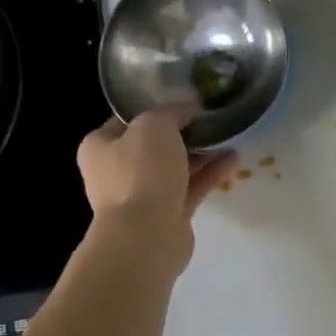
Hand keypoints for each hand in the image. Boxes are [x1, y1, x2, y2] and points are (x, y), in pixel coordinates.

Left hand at [76, 111, 236, 273]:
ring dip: (202, 153)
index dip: (158, 107)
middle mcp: (117, 170)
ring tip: (230, 136)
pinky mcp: (168, 213)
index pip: (129, 119)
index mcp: (101, 145)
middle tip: (212, 118)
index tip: (187, 100)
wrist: (146, 235)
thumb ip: (173, 111)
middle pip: (155, 144)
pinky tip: (234, 160)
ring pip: (177, 166)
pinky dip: (211, 173)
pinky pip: (192, 187)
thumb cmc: (141, 173)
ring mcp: (143, 194)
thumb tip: (190, 108)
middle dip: (185, 132)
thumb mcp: (155, 125)